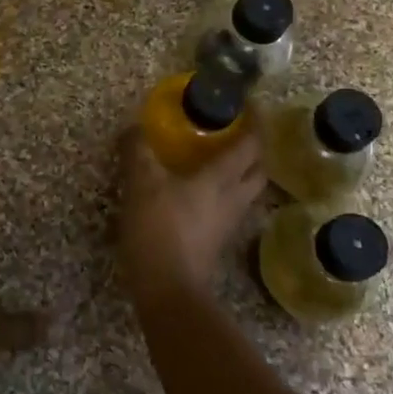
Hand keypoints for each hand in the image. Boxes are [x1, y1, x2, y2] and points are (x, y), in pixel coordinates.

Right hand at [116, 126, 265, 308]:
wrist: (167, 289)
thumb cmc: (159, 229)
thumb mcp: (141, 184)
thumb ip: (138, 152)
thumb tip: (133, 127)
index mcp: (220, 179)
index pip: (251, 145)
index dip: (256, 122)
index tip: (252, 104)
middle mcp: (233, 199)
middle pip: (259, 170)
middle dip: (256, 149)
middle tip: (240, 132)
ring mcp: (228, 224)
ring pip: (247, 192)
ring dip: (243, 173)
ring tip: (222, 160)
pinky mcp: (216, 242)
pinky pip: (231, 209)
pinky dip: (225, 194)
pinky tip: (203, 194)